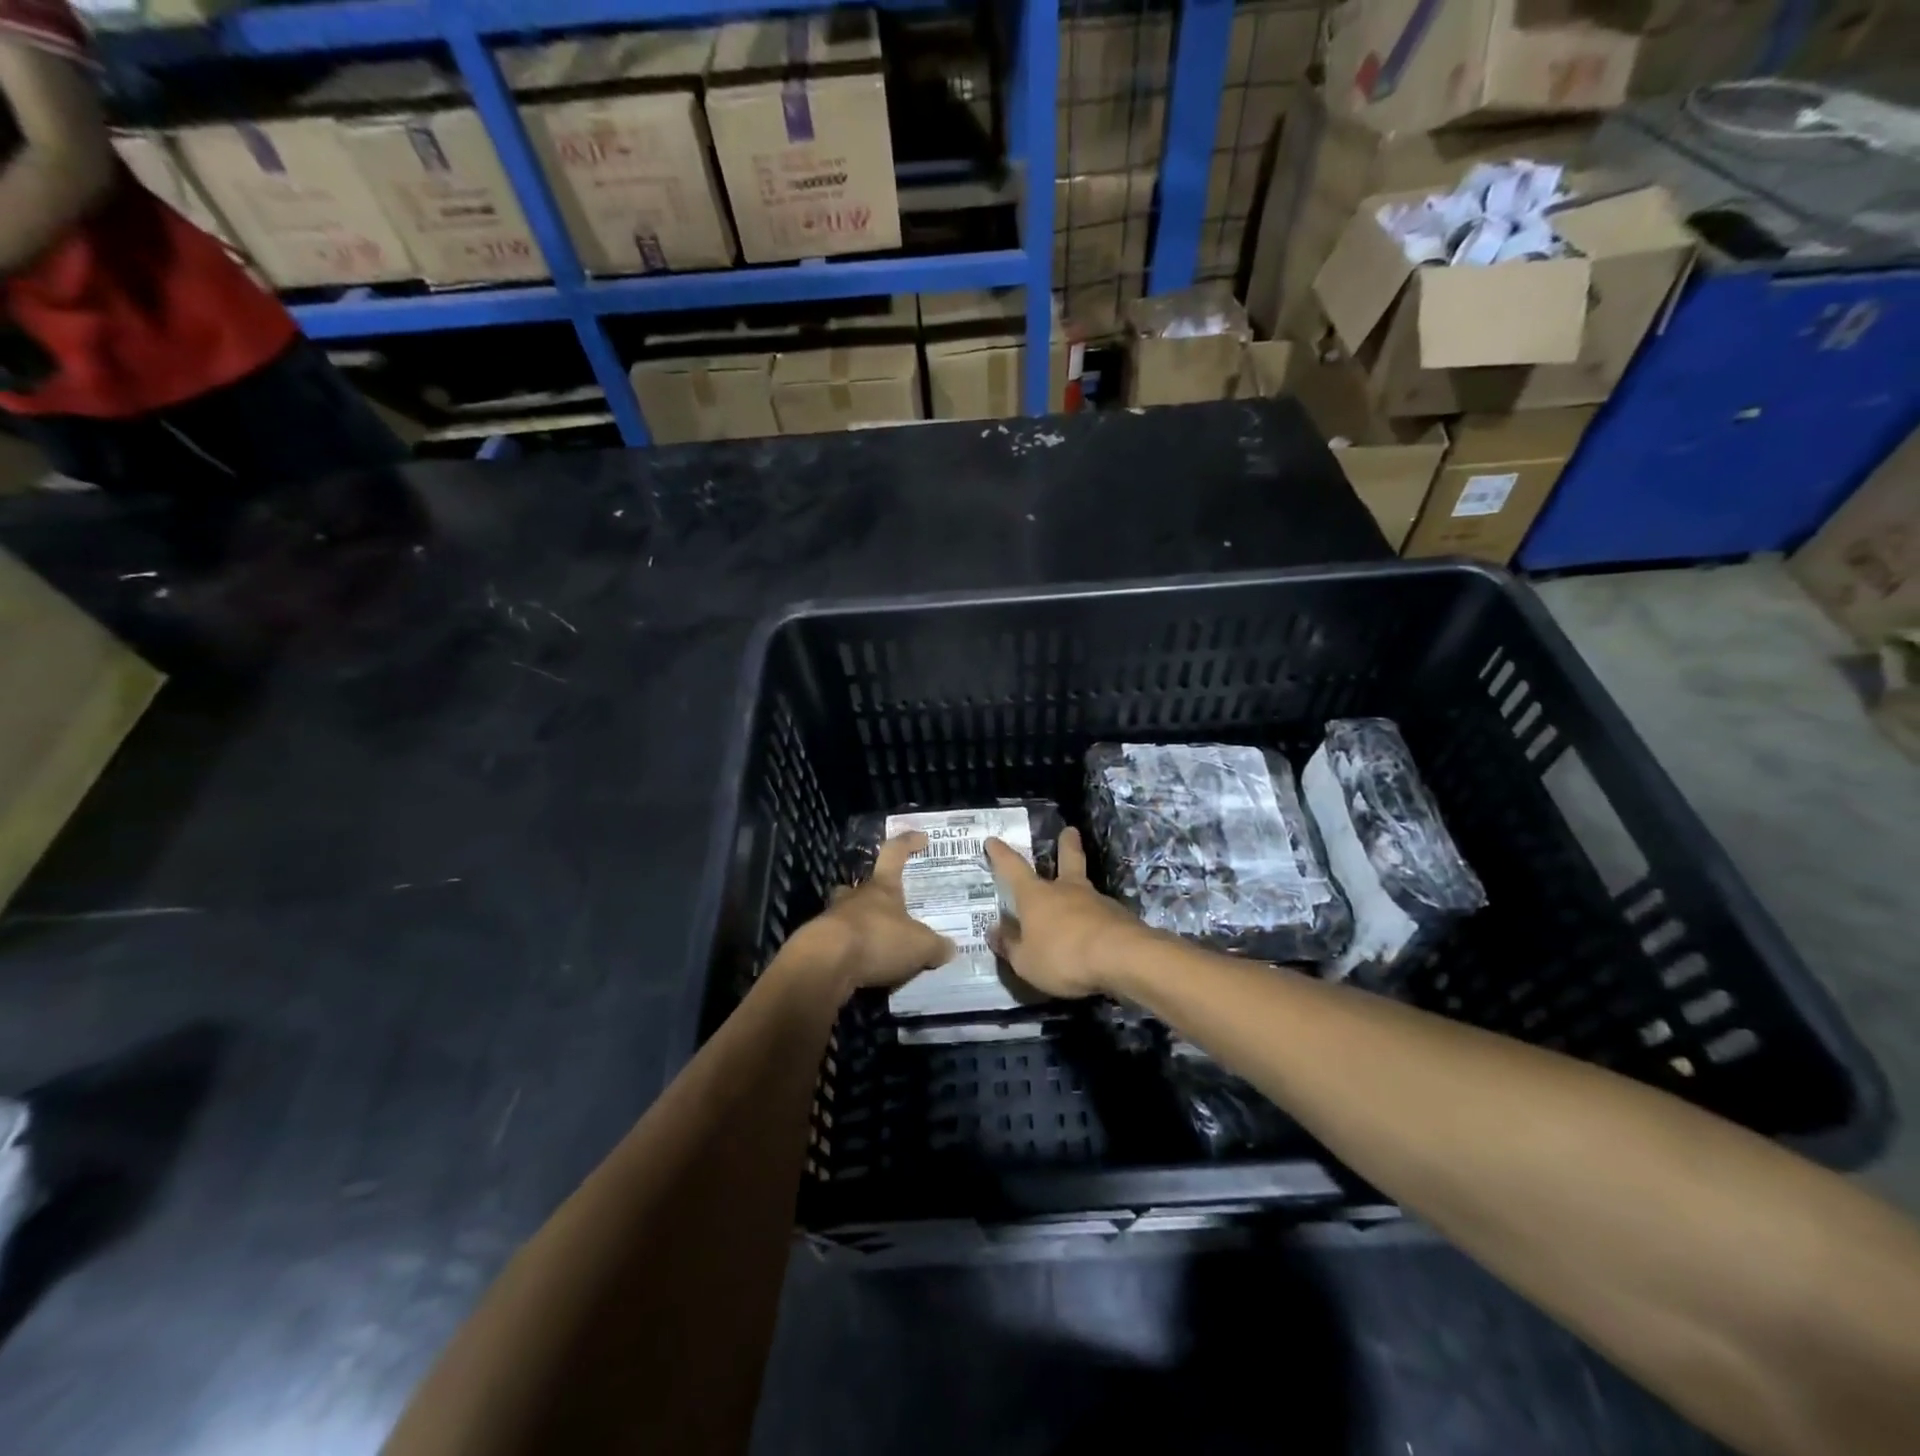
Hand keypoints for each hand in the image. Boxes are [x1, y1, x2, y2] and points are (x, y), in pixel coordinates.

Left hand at [789, 832, 953, 995]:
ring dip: (861, 925)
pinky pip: (840, 944)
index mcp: (882, 887)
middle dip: (875, 893)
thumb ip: (935, 946)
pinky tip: (865, 968)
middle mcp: (855, 897)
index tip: (922, 838)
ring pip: (847, 914)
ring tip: (878, 942)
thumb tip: (949, 948)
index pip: (895, 854)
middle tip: (890, 906)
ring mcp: (833, 920)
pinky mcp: (819, 946)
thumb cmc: (877, 940)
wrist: (825, 964)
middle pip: (864, 886)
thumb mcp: (920, 946)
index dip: (908, 843)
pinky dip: (852, 952)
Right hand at [984, 827, 1149, 997]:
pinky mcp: (1120, 917)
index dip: (1001, 854)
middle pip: (1067, 860)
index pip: (1013, 868)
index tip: (993, 840)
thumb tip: (994, 931)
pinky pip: (1101, 914)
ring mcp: (1096, 901)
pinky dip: (1096, 919)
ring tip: (1079, 899)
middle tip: (1070, 830)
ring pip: (1086, 888)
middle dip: (1066, 845)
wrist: (1122, 959)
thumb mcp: (1026, 961)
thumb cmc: (1063, 957)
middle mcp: (1066, 890)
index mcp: (1036, 896)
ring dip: (1081, 888)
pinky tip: (1096, 932)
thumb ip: (1010, 946)